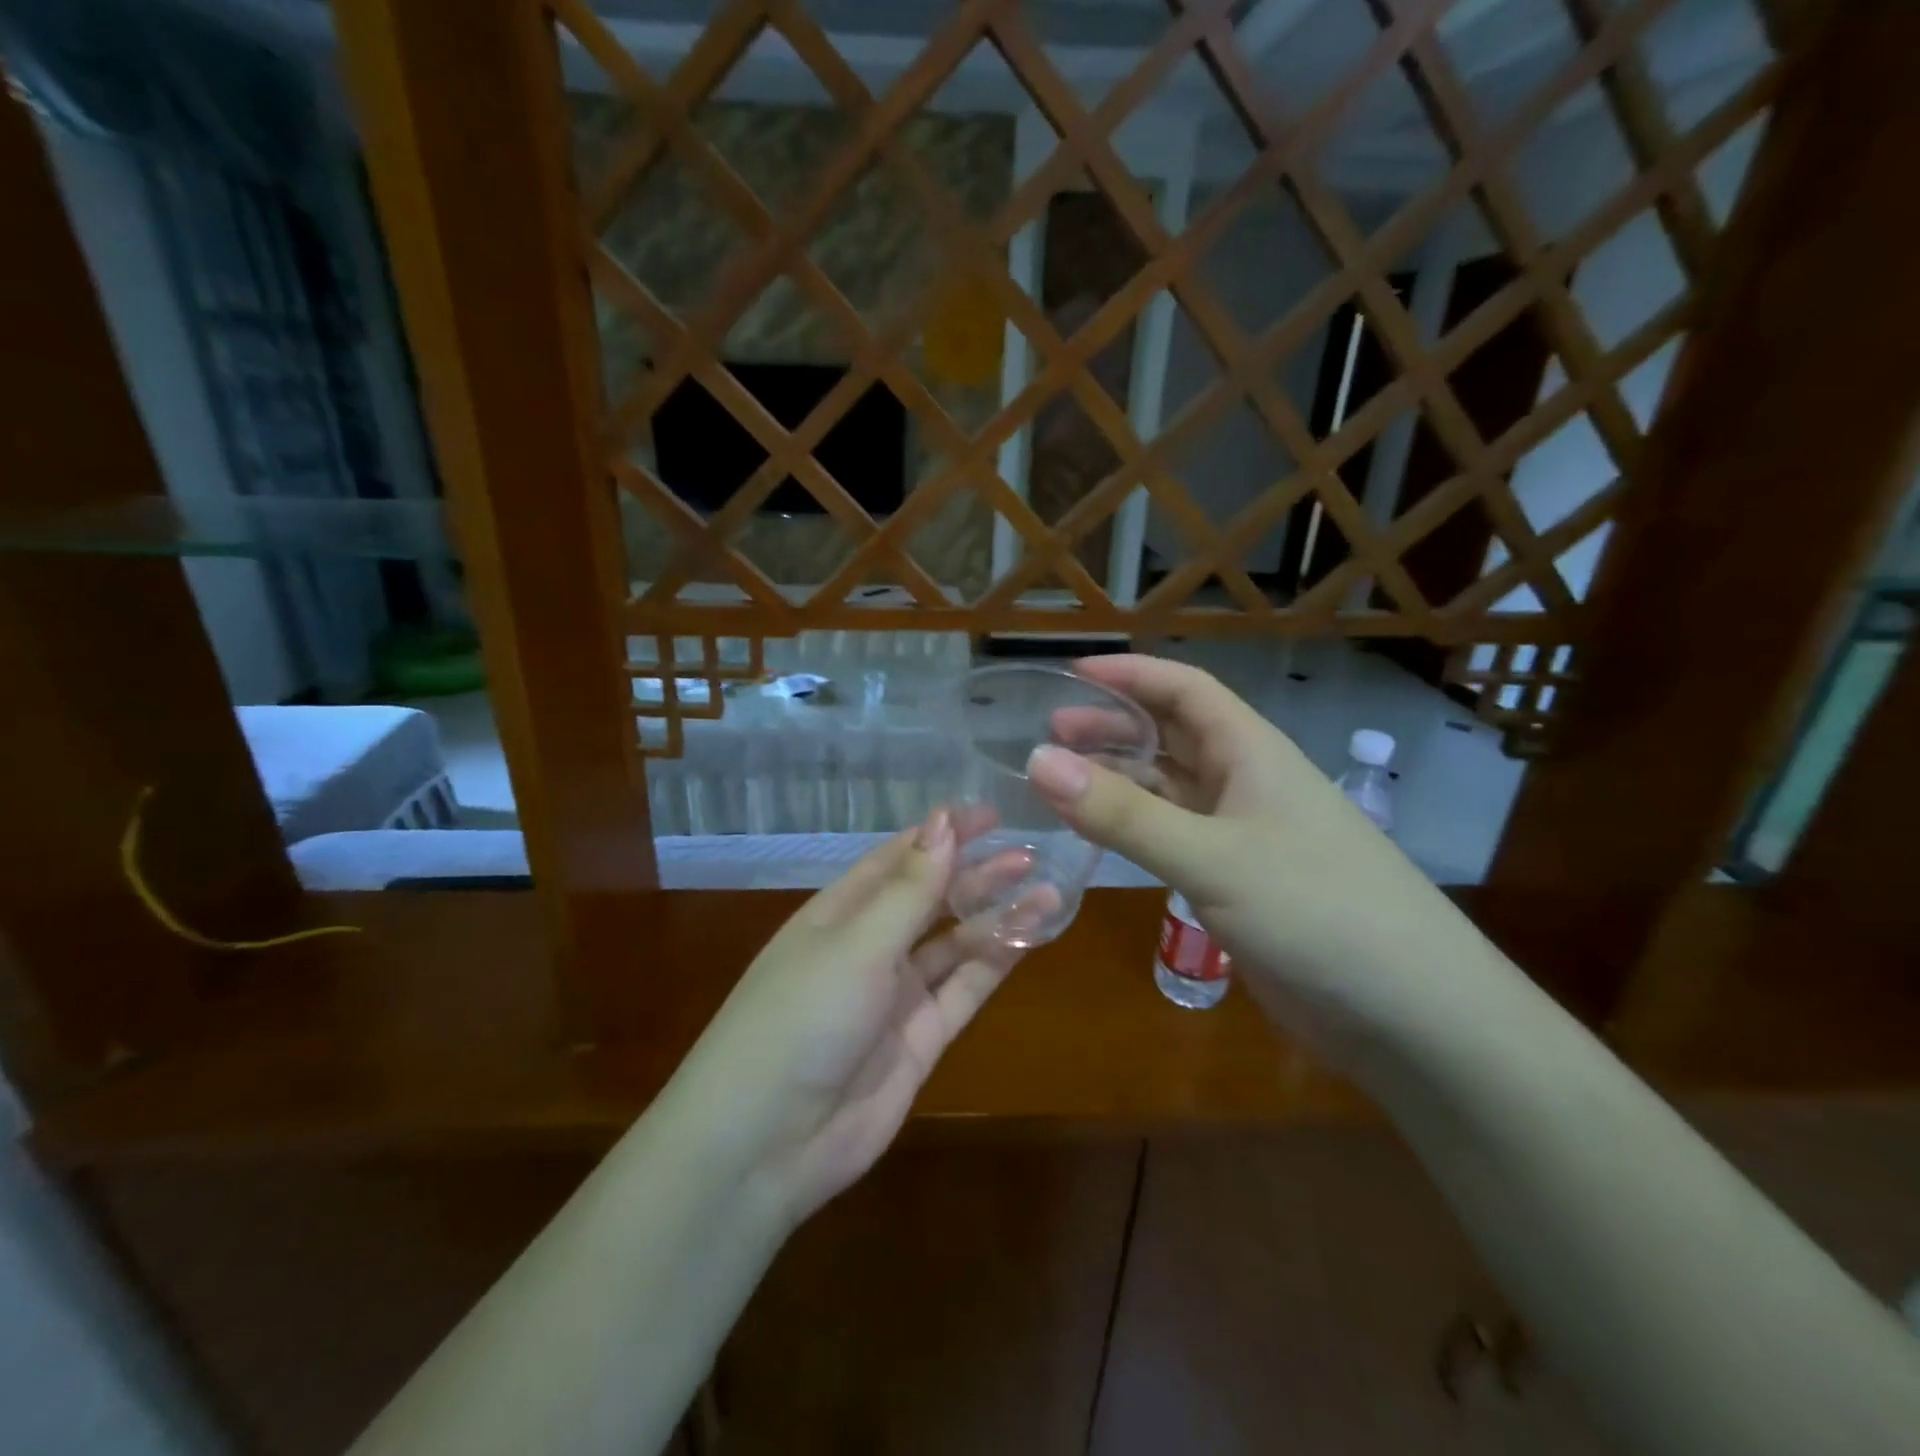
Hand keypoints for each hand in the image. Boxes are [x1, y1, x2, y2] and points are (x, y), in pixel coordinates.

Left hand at [663, 812, 1027, 1226]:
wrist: (766, 1144)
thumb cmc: (802, 1017)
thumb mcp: (857, 944)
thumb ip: (910, 889)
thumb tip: (943, 821)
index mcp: (840, 912)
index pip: (898, 859)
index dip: (942, 834)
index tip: (990, 815)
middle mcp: (869, 947)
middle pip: (931, 898)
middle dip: (976, 873)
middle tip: (1029, 853)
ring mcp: (896, 995)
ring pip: (954, 943)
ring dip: (995, 916)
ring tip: (1045, 887)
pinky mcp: (920, 1039)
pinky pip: (964, 990)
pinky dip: (995, 963)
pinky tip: (1029, 937)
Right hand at [1027, 655, 1478, 1055]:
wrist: (1411, 1015)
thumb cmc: (1317, 912)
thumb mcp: (1212, 858)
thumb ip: (1123, 814)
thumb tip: (1038, 760)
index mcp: (1251, 753)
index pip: (1184, 689)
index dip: (1129, 675)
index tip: (1070, 674)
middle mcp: (1246, 784)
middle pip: (1171, 737)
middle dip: (1112, 728)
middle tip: (1049, 735)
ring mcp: (1244, 836)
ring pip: (1169, 791)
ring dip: (1118, 781)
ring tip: (1060, 784)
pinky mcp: (1239, 884)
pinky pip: (1174, 839)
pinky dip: (1134, 831)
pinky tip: (1099, 839)